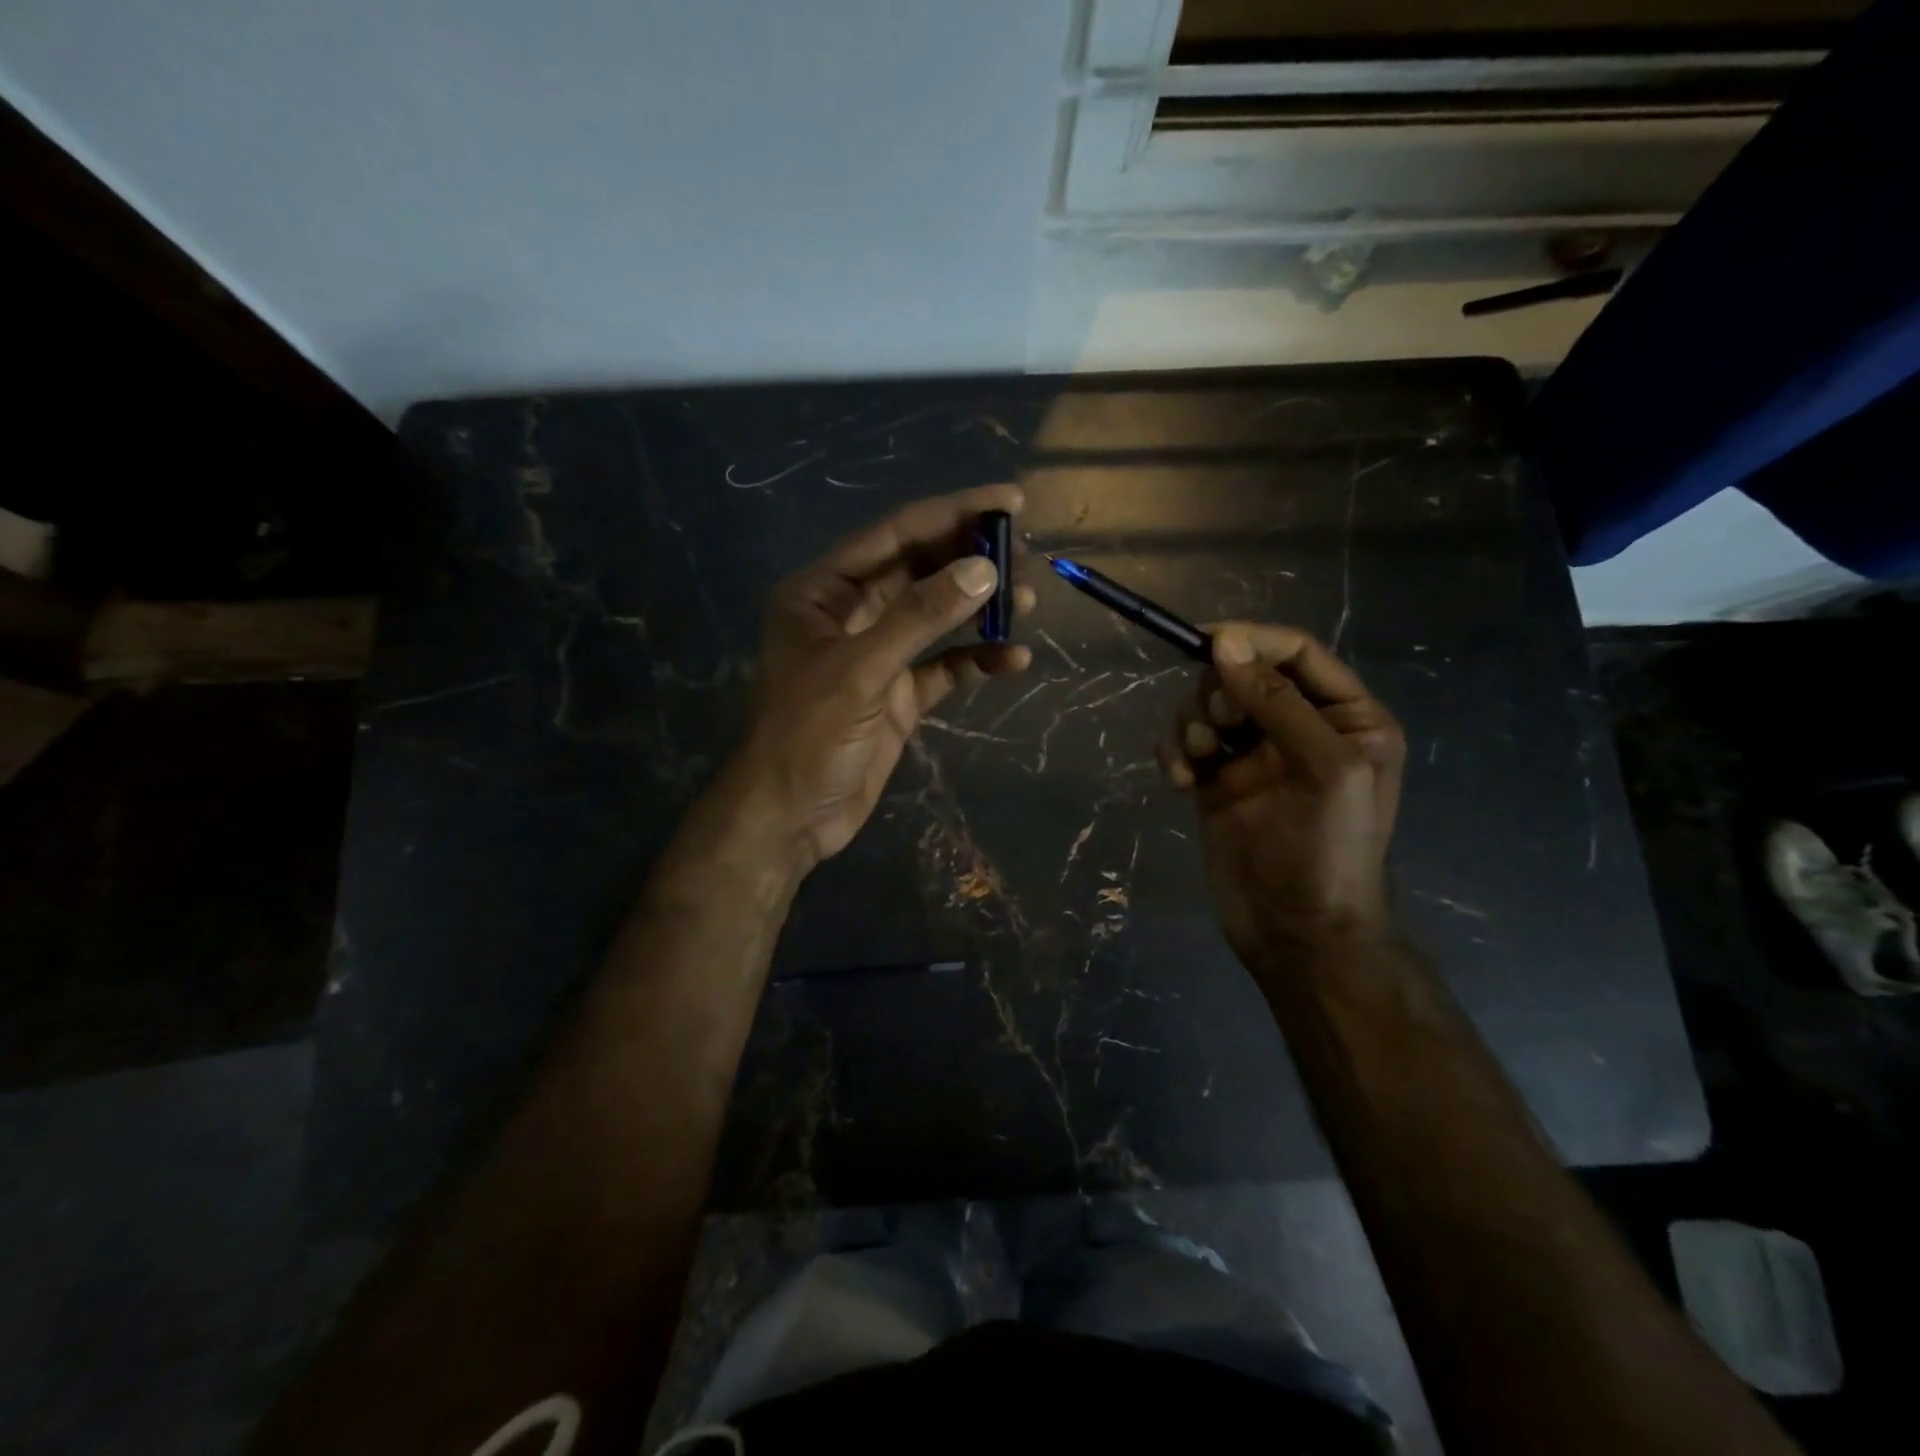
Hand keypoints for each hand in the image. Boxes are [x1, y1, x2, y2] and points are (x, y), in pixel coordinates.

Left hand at [722, 485, 1034, 876]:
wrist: (789, 819)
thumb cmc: (807, 736)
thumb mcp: (861, 669)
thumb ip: (920, 617)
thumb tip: (984, 570)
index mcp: (823, 591)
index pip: (895, 535)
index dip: (952, 513)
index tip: (1010, 501)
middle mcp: (850, 614)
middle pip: (919, 571)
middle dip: (970, 560)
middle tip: (1025, 553)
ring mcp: (876, 656)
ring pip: (936, 617)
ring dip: (979, 609)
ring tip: (1027, 601)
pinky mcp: (897, 695)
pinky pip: (944, 667)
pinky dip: (977, 660)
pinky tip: (1014, 659)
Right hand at [1158, 623, 1404, 968]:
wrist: (1297, 932)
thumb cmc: (1328, 850)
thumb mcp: (1323, 768)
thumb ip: (1276, 701)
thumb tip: (1224, 643)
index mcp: (1345, 716)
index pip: (1296, 653)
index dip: (1252, 640)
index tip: (1204, 641)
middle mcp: (1299, 727)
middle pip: (1243, 674)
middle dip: (1219, 692)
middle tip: (1218, 726)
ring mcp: (1253, 755)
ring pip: (1207, 707)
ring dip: (1192, 724)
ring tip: (1197, 759)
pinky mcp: (1216, 781)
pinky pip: (1185, 743)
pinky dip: (1175, 752)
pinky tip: (1179, 780)